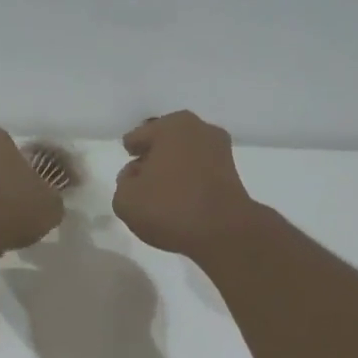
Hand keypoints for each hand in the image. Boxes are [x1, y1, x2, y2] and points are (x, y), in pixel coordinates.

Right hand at [113, 111, 258, 257]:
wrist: (223, 232)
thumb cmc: (170, 207)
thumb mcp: (126, 199)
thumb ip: (124, 182)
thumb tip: (136, 176)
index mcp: (171, 126)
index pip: (139, 137)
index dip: (131, 152)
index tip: (129, 167)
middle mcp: (199, 129)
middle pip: (164, 143)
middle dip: (153, 158)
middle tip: (142, 179)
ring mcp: (220, 150)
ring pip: (185, 157)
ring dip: (173, 170)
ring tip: (160, 193)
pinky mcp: (233, 173)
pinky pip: (200, 172)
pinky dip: (190, 181)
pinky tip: (181, 200)